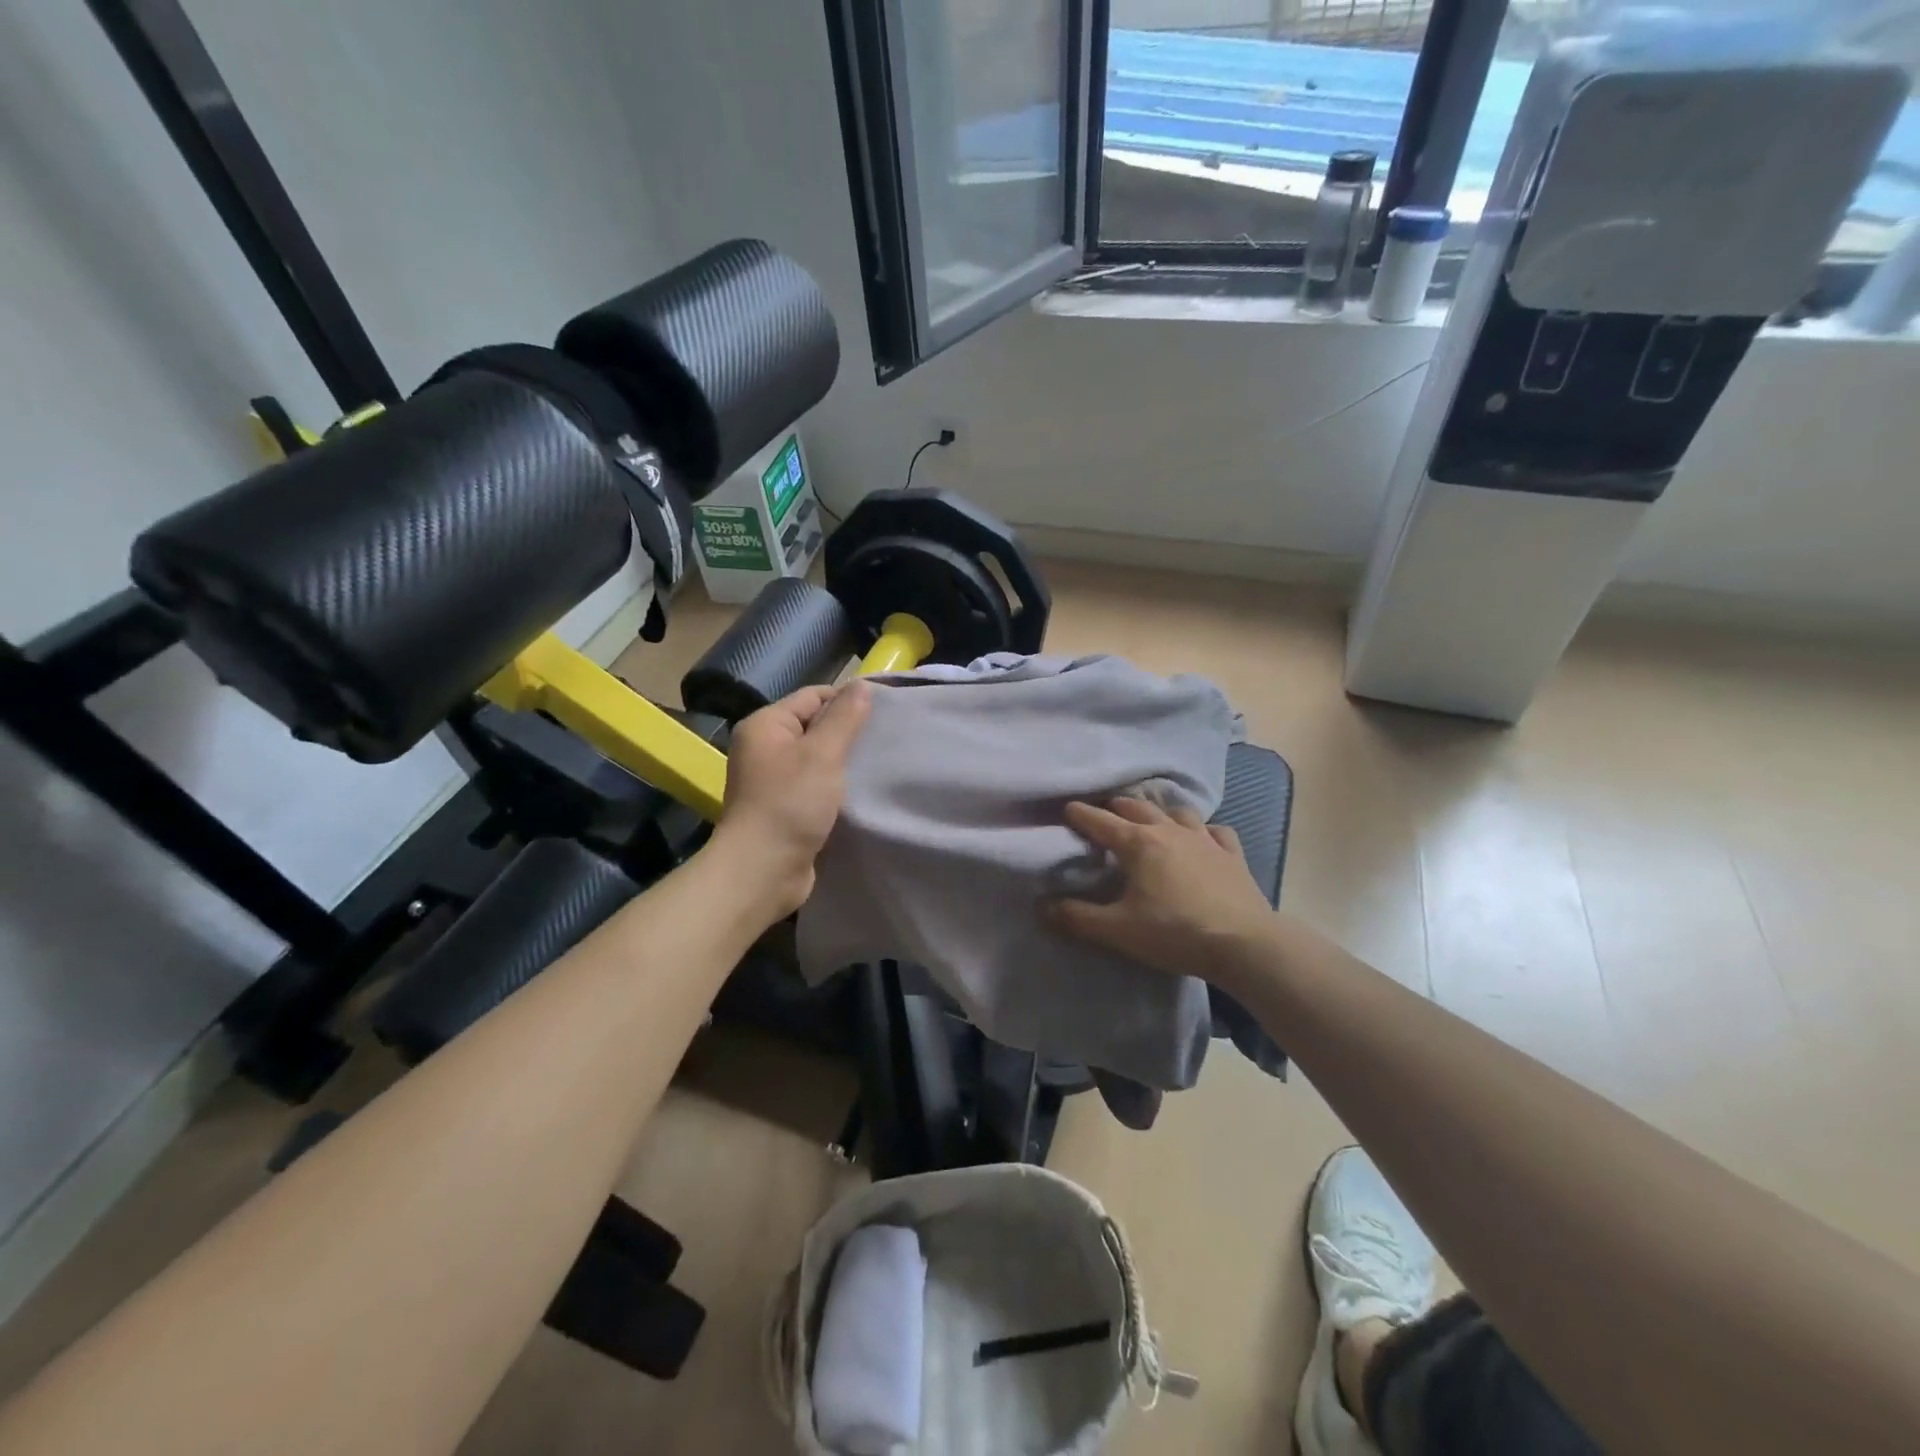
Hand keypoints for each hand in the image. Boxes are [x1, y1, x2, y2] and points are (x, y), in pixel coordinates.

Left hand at [714, 681, 871, 916]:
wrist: (763, 871)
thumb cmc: (790, 804)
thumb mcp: (822, 754)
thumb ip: (844, 717)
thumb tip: (862, 685)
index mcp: (766, 725)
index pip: (813, 697)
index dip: (848, 700)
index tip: (885, 713)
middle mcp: (764, 748)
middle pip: (815, 726)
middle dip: (849, 732)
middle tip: (886, 739)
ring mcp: (772, 780)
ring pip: (817, 759)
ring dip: (844, 763)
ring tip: (879, 764)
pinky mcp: (784, 808)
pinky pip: (815, 786)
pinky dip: (836, 787)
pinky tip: (862, 792)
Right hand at [1048, 797, 1274, 982]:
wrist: (1244, 944)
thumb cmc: (1175, 933)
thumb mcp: (1118, 930)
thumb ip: (1077, 917)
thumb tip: (1042, 907)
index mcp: (1138, 843)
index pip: (1100, 821)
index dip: (1080, 814)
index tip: (1067, 808)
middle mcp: (1169, 830)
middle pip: (1137, 807)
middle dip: (1117, 806)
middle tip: (1105, 812)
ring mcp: (1204, 839)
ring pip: (1177, 812)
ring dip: (1159, 811)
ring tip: (1151, 818)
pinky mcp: (1231, 854)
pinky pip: (1215, 831)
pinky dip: (1203, 830)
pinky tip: (1202, 837)